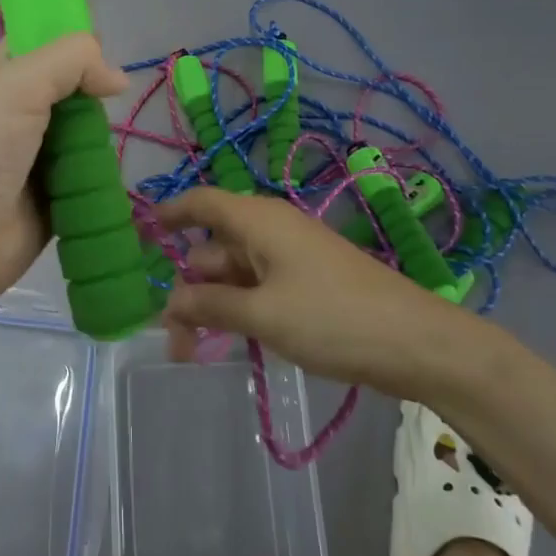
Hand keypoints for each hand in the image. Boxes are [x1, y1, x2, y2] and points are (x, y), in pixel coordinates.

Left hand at [0, 34, 128, 309]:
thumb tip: (118, 80)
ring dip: (104, 138)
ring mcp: (44, 153)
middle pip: (80, 86)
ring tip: (107, 147)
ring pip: (92, 131)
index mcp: (10, 72)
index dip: (78, 35)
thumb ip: (72, 61)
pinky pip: (95, 174)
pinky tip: (116, 177)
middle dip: (99, 92)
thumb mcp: (19, 85)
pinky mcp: (59, 193)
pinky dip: (106, 175)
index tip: (107, 45)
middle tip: (113, 102)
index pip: (49, 36)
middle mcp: (27, 107)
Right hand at [156, 188, 503, 398]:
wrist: (417, 343)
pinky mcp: (306, 284)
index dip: (168, 215)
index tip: (139, 236)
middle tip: (172, 339)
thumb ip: (210, 306)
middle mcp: (270, 231)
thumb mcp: (262, 315)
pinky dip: (238, 311)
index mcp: (258, 220)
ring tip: (193, 352)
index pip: (200, 203)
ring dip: (211, 308)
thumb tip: (169, 303)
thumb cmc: (333, 318)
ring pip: (234, 275)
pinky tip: (230, 342)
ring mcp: (290, 258)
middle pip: (212, 250)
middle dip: (188, 289)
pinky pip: (258, 289)